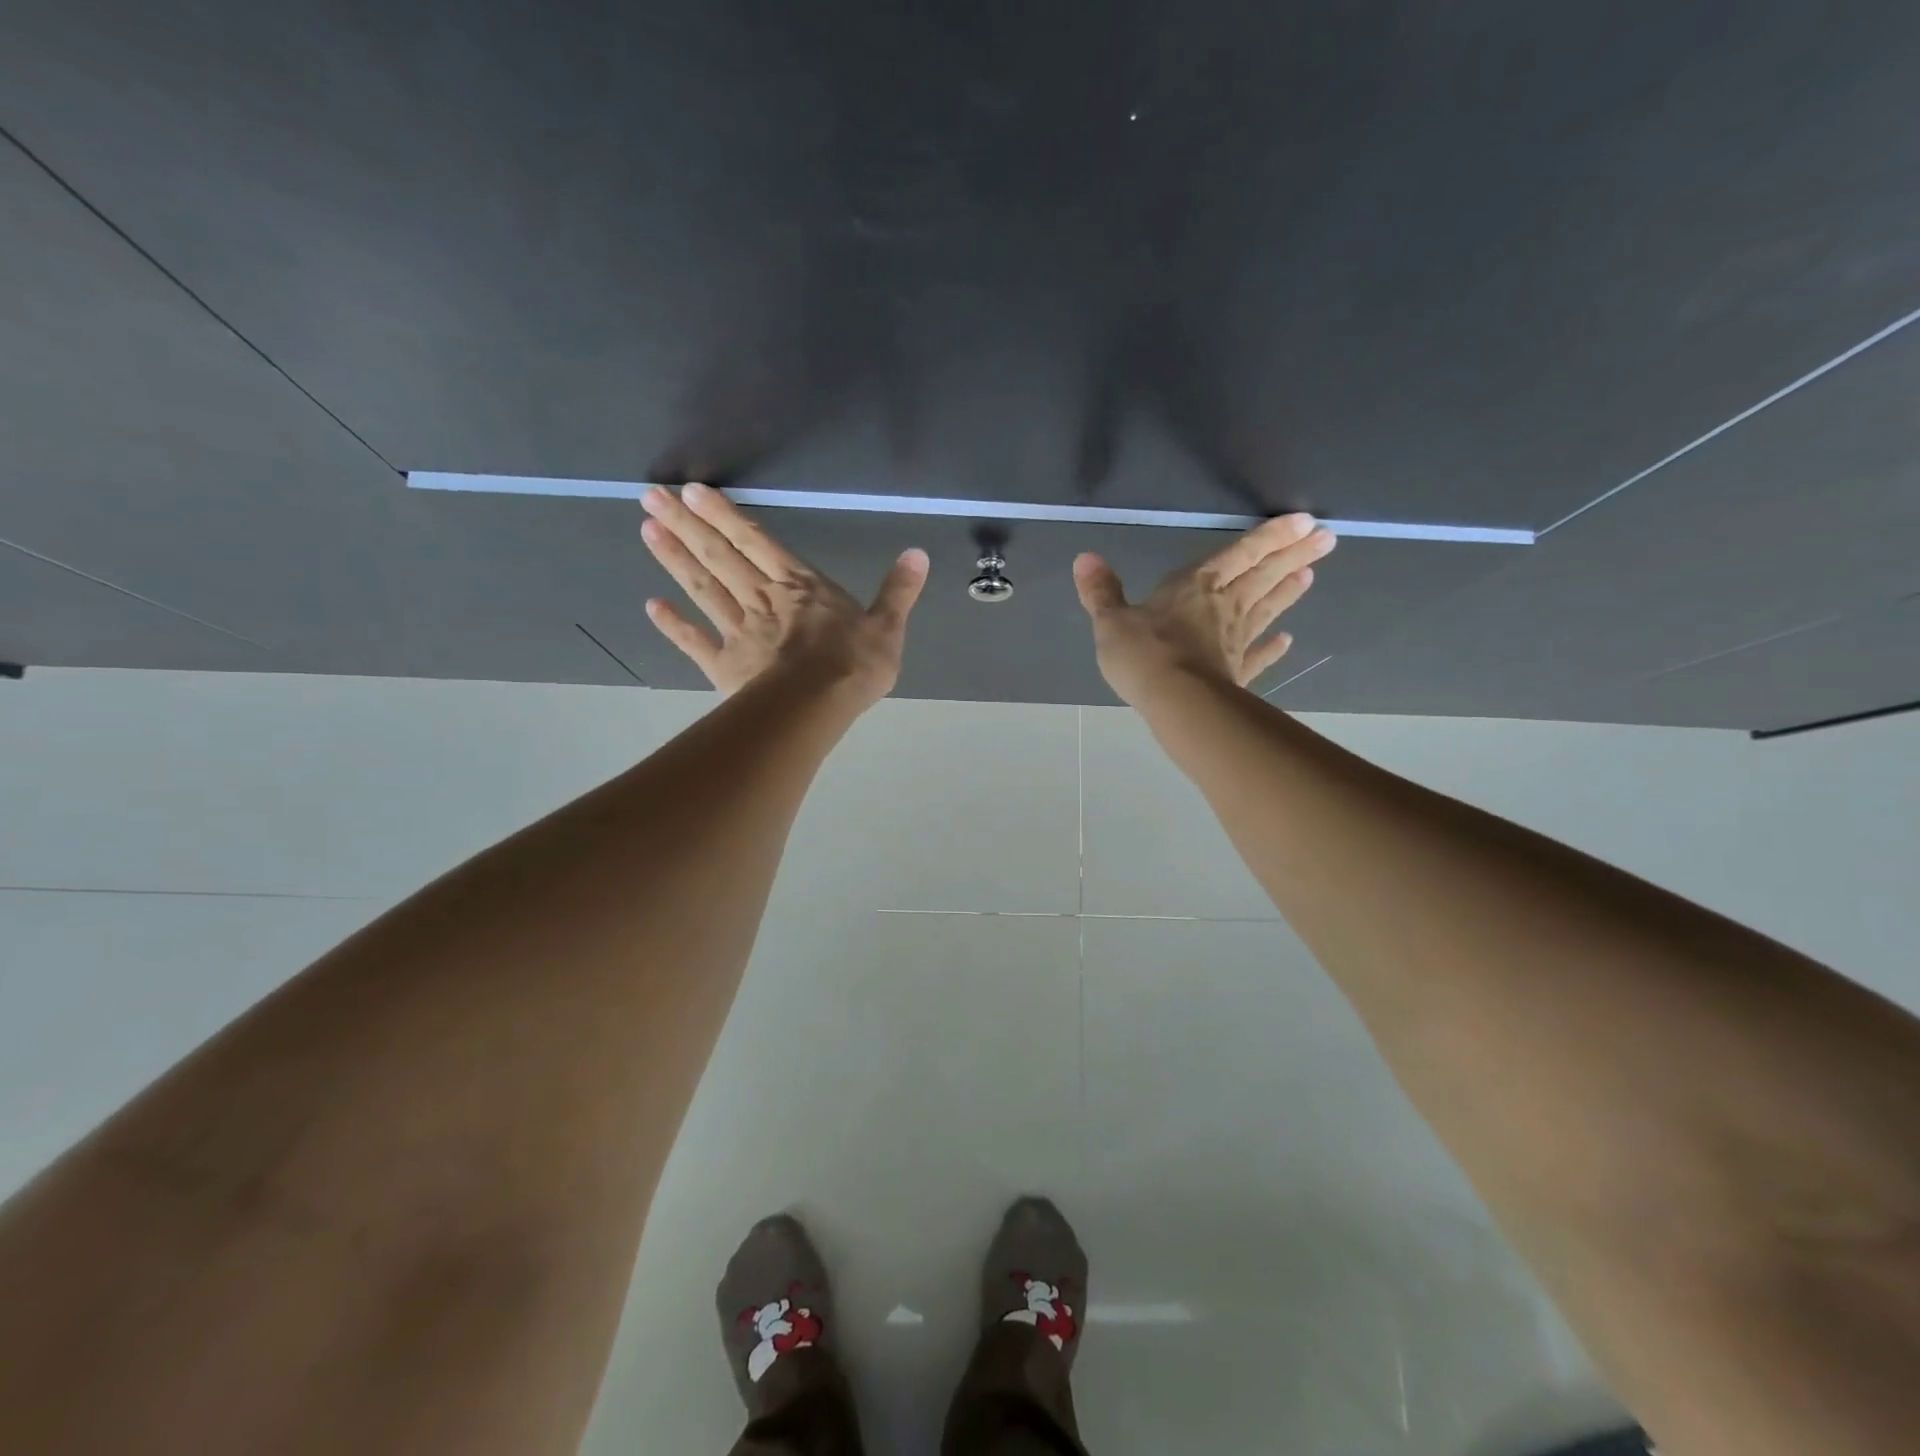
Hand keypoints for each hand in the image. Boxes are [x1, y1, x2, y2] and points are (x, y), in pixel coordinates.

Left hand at [640, 482, 928, 703]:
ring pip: (703, 589)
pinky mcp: (725, 666)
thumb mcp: (888, 627)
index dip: (725, 516)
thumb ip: (898, 590)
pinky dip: (674, 625)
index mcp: (800, 586)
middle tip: (651, 497)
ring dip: (675, 560)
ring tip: (647, 531)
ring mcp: (739, 631)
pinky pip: (696, 641)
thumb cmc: (853, 666)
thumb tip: (918, 552)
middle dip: (686, 525)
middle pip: (720, 557)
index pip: (757, 541)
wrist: (816, 707)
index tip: (691, 492)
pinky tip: (652, 606)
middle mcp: (763, 599)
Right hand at [1073, 513, 1335, 707]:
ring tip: (1309, 575)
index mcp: (1195, 586)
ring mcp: (1234, 640)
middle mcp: (1222, 606)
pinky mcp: (1235, 672)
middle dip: (1293, 556)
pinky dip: (1272, 648)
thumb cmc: (1143, 654)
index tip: (1306, 522)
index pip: (1239, 553)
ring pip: (1266, 608)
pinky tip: (1287, 641)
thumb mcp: (1111, 620)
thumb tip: (1084, 558)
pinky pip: (1257, 655)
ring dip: (1287, 591)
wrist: (1175, 701)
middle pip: (1263, 576)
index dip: (1271, 536)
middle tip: (1327, 540)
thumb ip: (1101, 591)